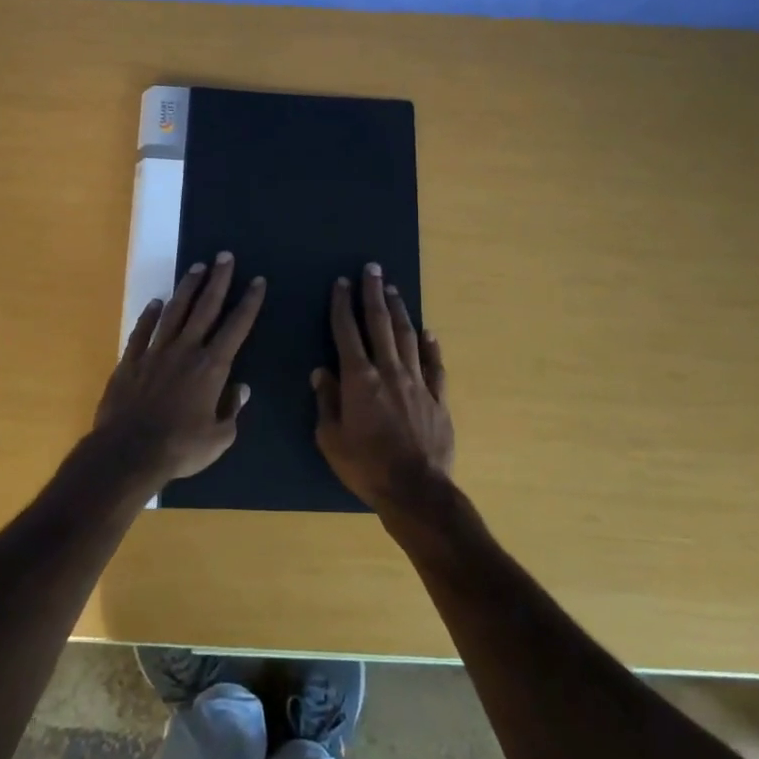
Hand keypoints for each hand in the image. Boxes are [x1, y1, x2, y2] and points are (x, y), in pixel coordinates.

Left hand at [95, 253, 265, 487]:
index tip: (257, 280)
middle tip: (225, 256)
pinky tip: (155, 302)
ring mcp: (155, 352)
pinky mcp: (130, 361)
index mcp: (211, 367)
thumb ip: (232, 412)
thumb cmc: (179, 448)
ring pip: (175, 312)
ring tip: (196, 267)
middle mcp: (185, 350)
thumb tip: (241, 389)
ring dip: (187, 288)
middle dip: (218, 280)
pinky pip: (142, 331)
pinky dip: (149, 315)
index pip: (236, 327)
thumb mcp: (219, 439)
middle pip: (205, 307)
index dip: (249, 302)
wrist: (128, 453)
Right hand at [313, 263, 454, 515]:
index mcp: (359, 379)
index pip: (347, 332)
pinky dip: (431, 346)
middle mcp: (389, 371)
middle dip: (373, 293)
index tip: (341, 282)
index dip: (342, 305)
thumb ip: (326, 402)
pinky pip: (435, 365)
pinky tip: (428, 332)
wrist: (417, 491)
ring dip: (399, 310)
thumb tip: (320, 372)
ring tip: (394, 289)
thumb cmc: (366, 467)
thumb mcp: (331, 439)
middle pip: (380, 324)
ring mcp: (417, 382)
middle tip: (372, 268)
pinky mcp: (438, 398)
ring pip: (407, 337)